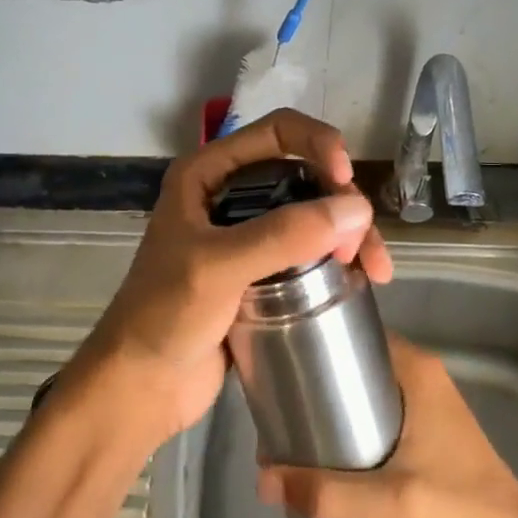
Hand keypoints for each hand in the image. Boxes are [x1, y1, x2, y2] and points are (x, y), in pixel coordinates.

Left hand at [61, 110, 392, 447]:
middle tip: (360, 247)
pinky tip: (362, 281)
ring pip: (313, 216)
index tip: (346, 180)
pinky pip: (310, 253)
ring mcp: (248, 237)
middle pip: (304, 175)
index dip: (318, 144)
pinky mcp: (263, 274)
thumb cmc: (165, 316)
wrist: (143, 385)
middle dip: (340, 202)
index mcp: (208, 174)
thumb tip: (356, 211)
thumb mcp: (218, 267)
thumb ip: (282, 235)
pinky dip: (339, 261)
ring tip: (374, 272)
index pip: (277, 132)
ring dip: (349, 235)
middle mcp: (230, 196)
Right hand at [256, 335, 517, 517]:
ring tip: (287, 430)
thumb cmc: (462, 511)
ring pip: (363, 391)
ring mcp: (423, 405)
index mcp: (416, 370)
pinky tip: (320, 453)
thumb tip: (262, 480)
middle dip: (314, 381)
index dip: (314, 340)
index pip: (356, 333)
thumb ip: (328, 493)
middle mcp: (420, 376)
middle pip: (354, 363)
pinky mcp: (422, 434)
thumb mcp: (392, 501)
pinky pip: (374, 415)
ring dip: (329, 407)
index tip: (275, 360)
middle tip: (273, 405)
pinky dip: (347, 426)